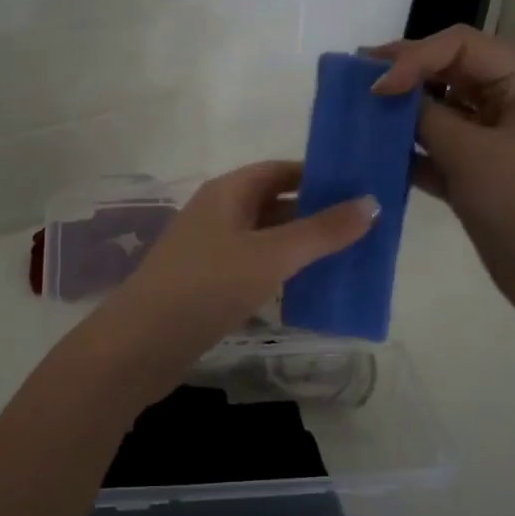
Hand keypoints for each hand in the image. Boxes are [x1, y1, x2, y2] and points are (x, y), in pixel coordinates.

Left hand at [101, 160, 377, 366]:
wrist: (141, 344)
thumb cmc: (207, 286)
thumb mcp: (272, 255)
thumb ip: (322, 231)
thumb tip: (372, 202)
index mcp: (227, 192)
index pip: (280, 170)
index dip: (319, 176)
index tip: (360, 188)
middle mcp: (217, 214)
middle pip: (274, 204)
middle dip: (316, 214)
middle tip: (364, 229)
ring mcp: (210, 251)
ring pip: (265, 240)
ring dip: (301, 247)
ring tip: (348, 259)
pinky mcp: (207, 285)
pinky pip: (254, 269)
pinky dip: (281, 274)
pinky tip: (308, 291)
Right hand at [369, 26, 514, 312]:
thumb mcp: (471, 153)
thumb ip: (427, 119)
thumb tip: (391, 98)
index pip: (461, 46)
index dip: (415, 57)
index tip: (377, 87)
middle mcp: (511, 104)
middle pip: (451, 73)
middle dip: (406, 76)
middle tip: (357, 81)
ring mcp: (495, 142)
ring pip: (442, 113)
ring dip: (405, 114)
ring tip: (362, 115)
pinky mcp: (480, 175)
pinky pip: (440, 151)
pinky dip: (412, 151)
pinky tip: (379, 155)